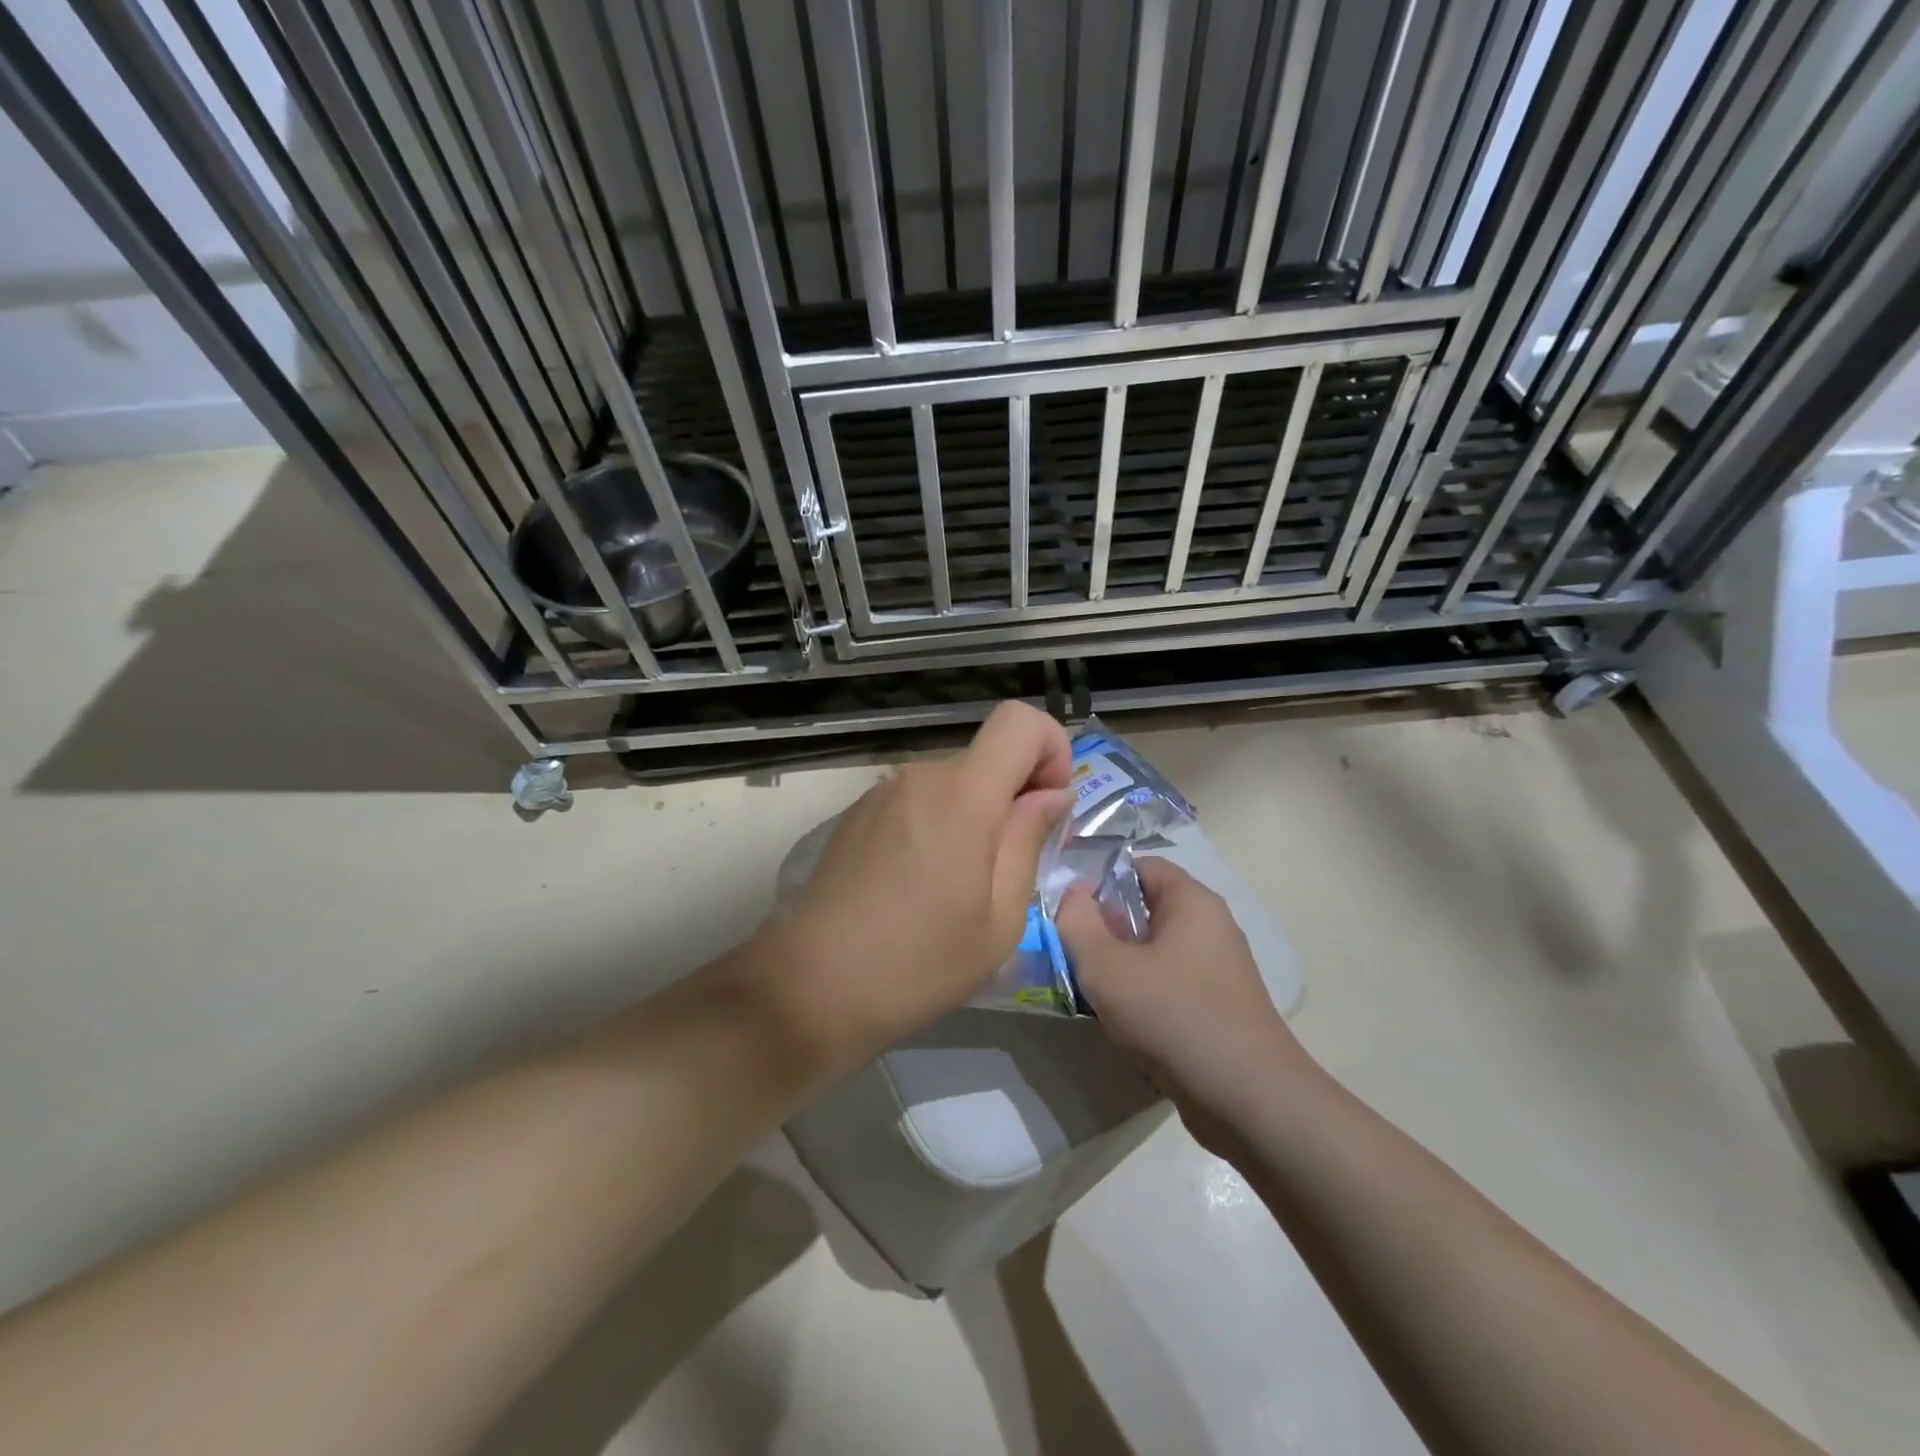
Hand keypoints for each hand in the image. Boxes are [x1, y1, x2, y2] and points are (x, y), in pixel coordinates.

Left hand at [765, 701, 1072, 1066]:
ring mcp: (881, 793)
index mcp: (962, 795)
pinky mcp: (857, 814)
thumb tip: (1051, 795)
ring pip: (952, 782)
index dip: (1050, 749)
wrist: (810, 986)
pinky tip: (917, 885)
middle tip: (1007, 868)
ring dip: (973, 816)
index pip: (1019, 720)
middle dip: (1012, 796)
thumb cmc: (918, 963)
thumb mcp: (999, 918)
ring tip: (958, 886)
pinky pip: (917, 801)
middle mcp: (919, 776)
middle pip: (987, 757)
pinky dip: (936, 825)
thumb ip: (1028, 841)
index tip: (1047, 805)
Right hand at [1056, 858, 1305, 1154]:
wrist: (1248, 1100)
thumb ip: (1078, 923)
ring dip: (1120, 965)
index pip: (1139, 865)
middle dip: (1105, 926)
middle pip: (1145, 908)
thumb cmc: (1174, 1017)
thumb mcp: (1107, 968)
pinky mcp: (1218, 1006)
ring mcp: (1218, 968)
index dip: (1099, 879)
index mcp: (1192, 901)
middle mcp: (1210, 926)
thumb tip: (1073, 894)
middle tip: (1071, 950)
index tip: (1067, 907)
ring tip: (1089, 988)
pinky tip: (1121, 1020)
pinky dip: (1142, 993)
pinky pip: (1169, 982)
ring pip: (1154, 950)